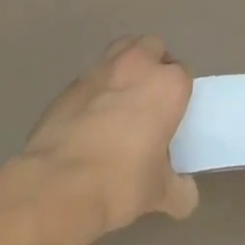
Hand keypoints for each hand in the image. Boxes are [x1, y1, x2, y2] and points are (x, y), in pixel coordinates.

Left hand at [21, 37, 197, 232]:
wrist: (58, 185)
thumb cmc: (120, 182)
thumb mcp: (159, 193)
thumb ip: (178, 190)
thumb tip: (186, 196)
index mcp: (168, 85)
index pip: (183, 75)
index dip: (177, 94)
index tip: (171, 116)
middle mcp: (137, 66)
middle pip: (152, 48)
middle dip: (153, 65)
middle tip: (149, 99)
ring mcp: (100, 70)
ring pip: (120, 51)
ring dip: (124, 67)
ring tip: (120, 101)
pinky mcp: (69, 84)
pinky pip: (90, 78)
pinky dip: (95, 90)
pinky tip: (89, 119)